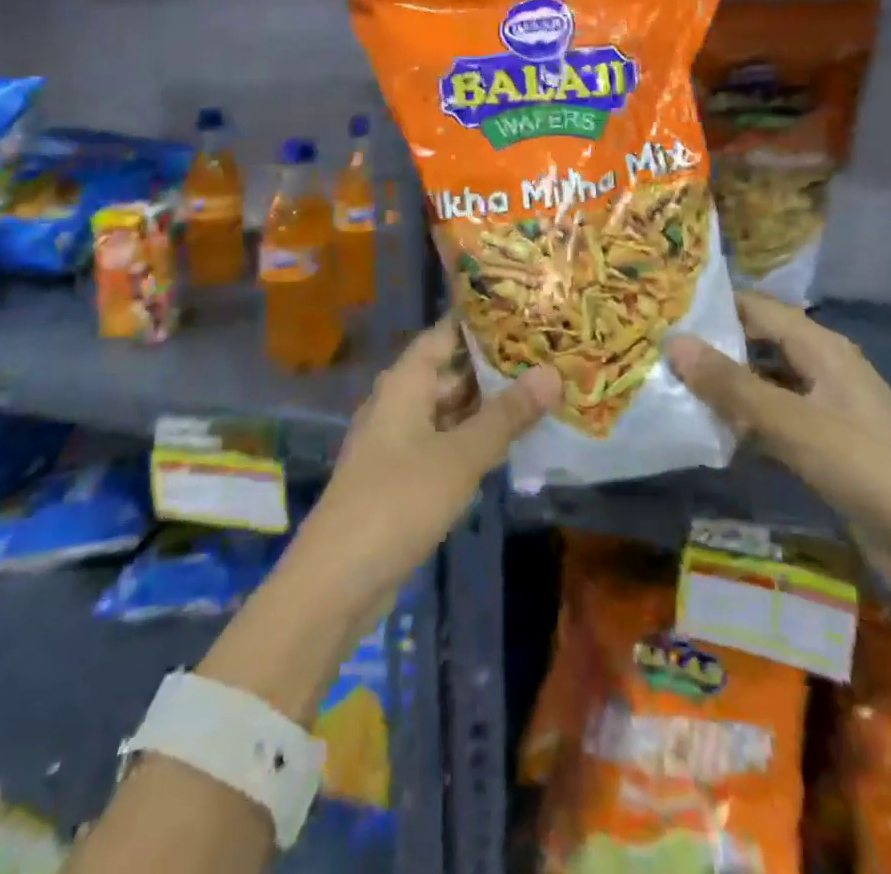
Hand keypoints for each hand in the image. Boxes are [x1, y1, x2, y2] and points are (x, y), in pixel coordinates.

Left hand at [292, 320, 559, 622]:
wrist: (337, 579)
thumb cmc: (398, 501)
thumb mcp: (460, 456)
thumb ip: (507, 415)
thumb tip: (553, 373)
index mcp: (405, 382)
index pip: (445, 333)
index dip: (481, 321)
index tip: (525, 310)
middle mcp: (400, 402)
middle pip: (450, 371)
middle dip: (495, 365)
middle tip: (548, 354)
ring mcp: (399, 439)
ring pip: (450, 409)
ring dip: (488, 404)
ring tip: (541, 392)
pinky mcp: (403, 474)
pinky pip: (445, 441)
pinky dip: (474, 437)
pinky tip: (510, 441)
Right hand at [667, 293, 890, 639]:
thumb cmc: (872, 471)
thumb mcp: (795, 424)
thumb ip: (732, 386)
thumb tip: (672, 342)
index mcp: (822, 348)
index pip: (756, 308)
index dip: (711, 304)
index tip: (659, 307)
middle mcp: (821, 369)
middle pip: (756, 343)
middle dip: (710, 347)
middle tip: (652, 349)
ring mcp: (823, 410)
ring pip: (761, 385)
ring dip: (722, 388)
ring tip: (666, 387)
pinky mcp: (823, 449)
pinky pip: (771, 423)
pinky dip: (742, 425)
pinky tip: (706, 435)